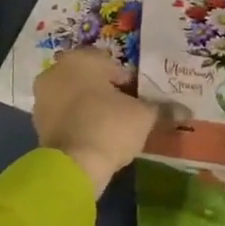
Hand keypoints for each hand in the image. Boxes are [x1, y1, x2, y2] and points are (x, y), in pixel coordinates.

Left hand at [33, 48, 160, 196]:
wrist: (73, 166)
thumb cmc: (109, 126)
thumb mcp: (143, 116)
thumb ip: (162, 109)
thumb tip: (186, 111)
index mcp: (78, 59)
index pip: (111, 65)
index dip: (129, 83)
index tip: (140, 100)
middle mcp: (55, 72)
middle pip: (91, 80)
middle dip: (108, 94)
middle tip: (129, 113)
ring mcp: (43, 98)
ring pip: (76, 98)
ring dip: (92, 108)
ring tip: (114, 129)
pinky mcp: (38, 124)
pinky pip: (66, 117)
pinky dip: (80, 123)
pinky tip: (96, 139)